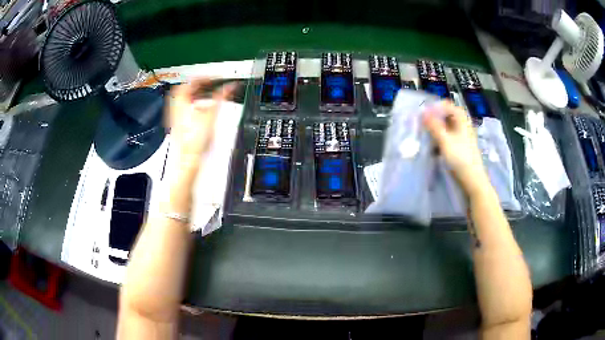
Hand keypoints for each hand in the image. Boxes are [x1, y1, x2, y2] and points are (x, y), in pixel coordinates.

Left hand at [166, 79, 235, 165]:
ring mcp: (174, 116)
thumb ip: (221, 97)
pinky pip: (181, 108)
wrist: (187, 159)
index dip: (204, 78)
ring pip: (181, 98)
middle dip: (197, 85)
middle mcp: (175, 107)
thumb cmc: (194, 141)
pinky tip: (198, 109)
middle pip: (184, 89)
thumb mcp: (211, 115)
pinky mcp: (176, 124)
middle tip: (208, 84)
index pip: (191, 81)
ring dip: (193, 94)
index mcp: (181, 101)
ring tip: (204, 94)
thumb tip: (230, 87)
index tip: (214, 79)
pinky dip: (191, 104)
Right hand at [422, 101, 487, 194]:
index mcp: (462, 121)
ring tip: (427, 135)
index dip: (437, 106)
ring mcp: (463, 138)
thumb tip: (423, 112)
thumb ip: (434, 126)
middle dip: (436, 118)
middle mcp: (464, 127)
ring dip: (437, 129)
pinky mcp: (461, 148)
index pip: (449, 106)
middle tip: (423, 123)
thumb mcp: (445, 141)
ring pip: (448, 128)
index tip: (425, 111)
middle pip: (449, 116)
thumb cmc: (460, 158)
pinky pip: (449, 138)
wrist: (473, 180)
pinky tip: (435, 147)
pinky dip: (441, 139)